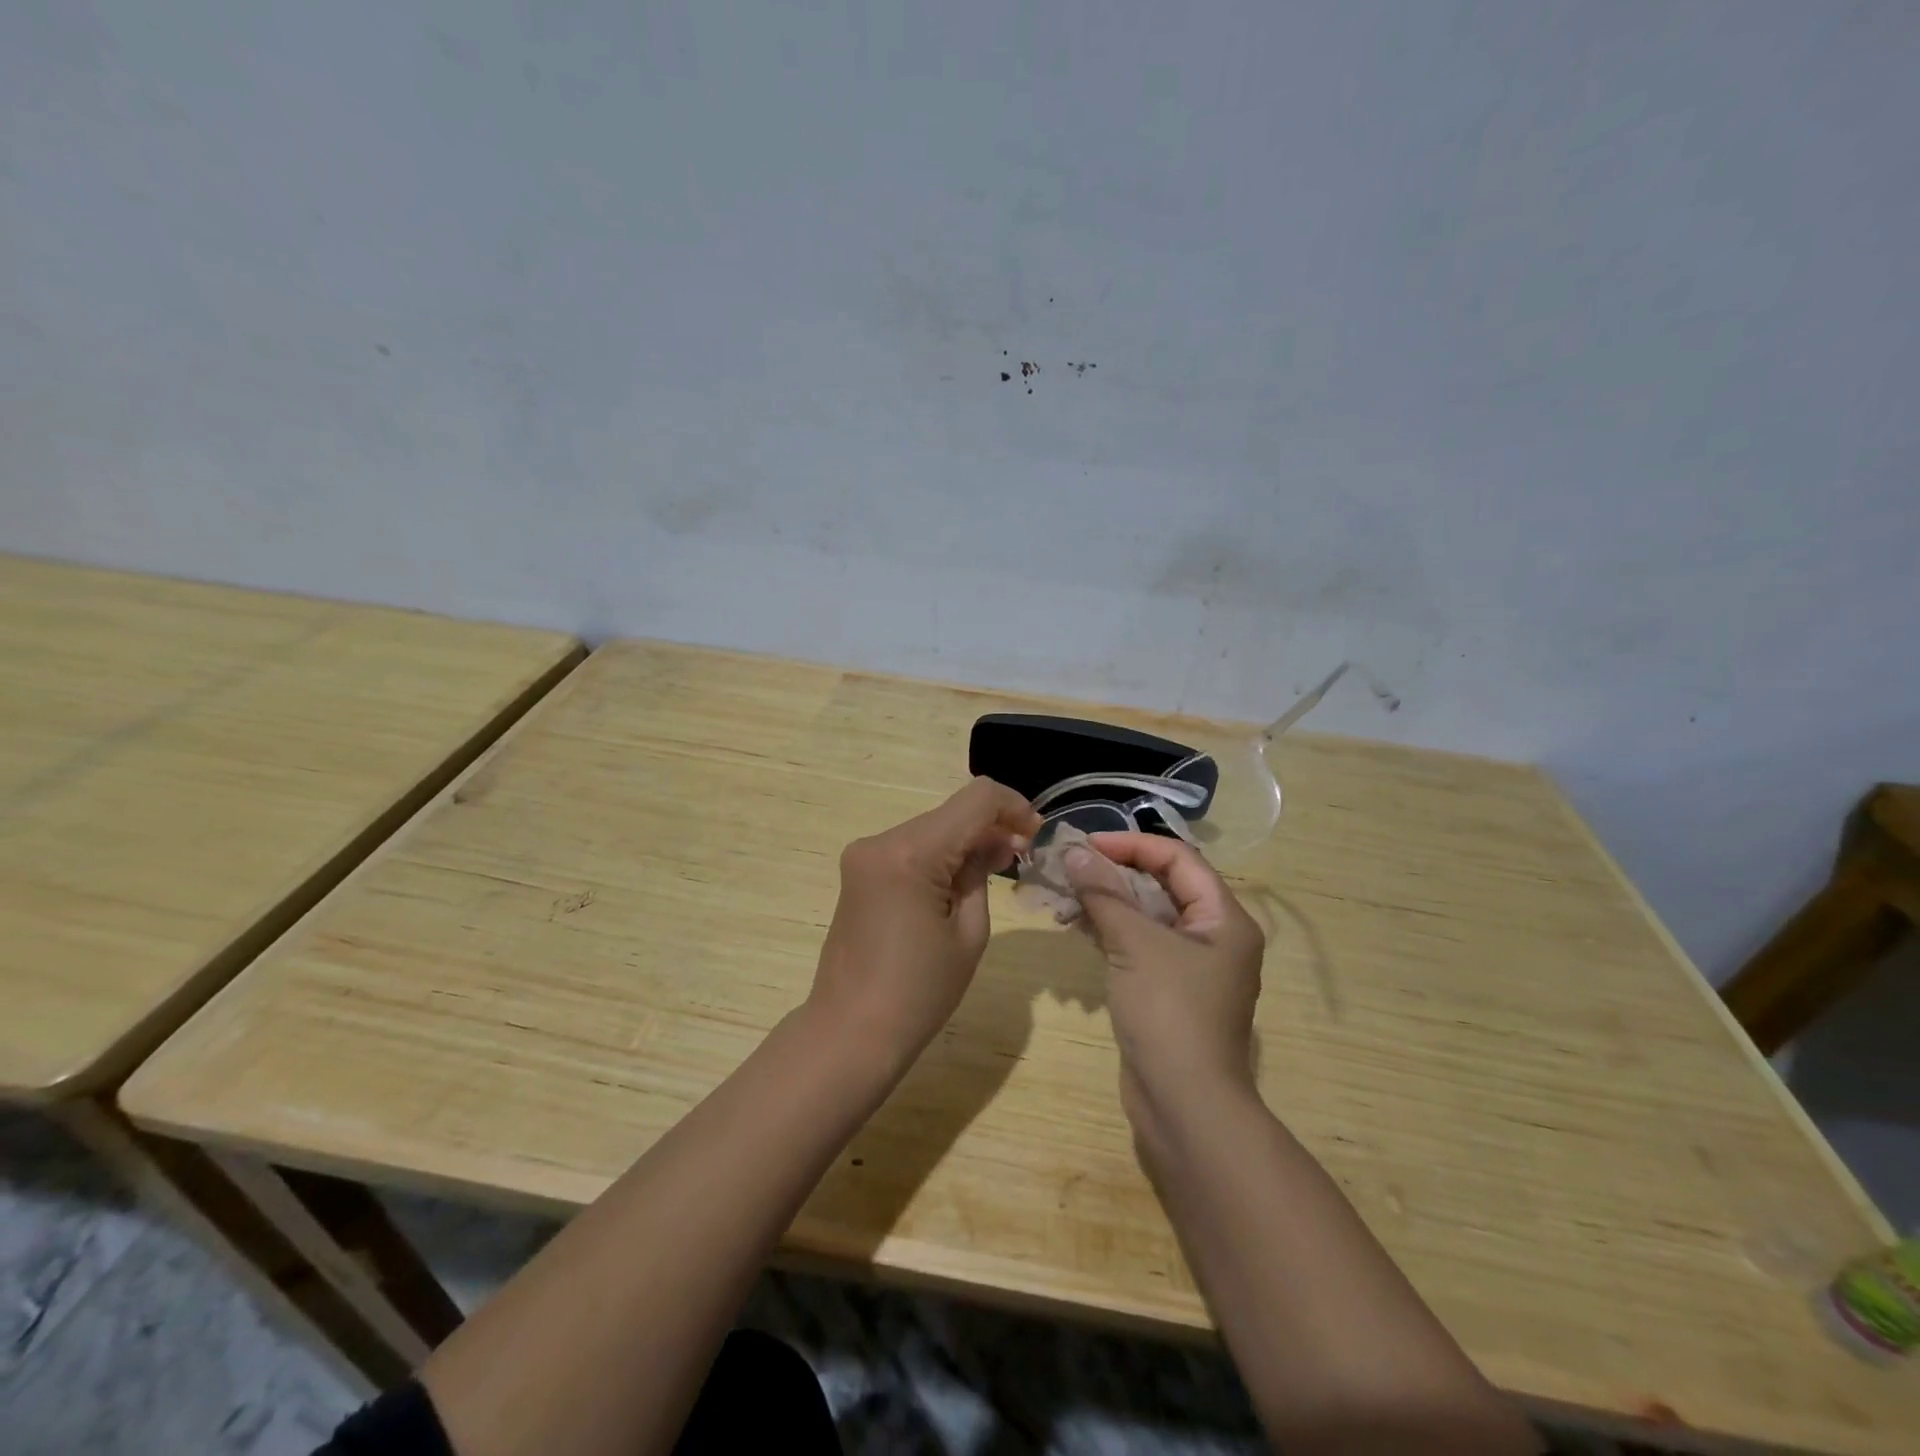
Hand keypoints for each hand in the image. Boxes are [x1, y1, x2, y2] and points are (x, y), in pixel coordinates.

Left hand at [810, 778, 1040, 1071]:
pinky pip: (910, 847)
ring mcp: (864, 855)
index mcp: (911, 853)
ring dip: (965, 841)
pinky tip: (958, 882)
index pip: (976, 799)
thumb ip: (982, 874)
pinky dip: (940, 855)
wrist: (850, 1033)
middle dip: (991, 826)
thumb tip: (997, 841)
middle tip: (1021, 856)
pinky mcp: (859, 871)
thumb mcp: (969, 933)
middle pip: (951, 812)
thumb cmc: (919, 993)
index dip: (1013, 807)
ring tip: (994, 872)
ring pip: (932, 828)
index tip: (1036, 834)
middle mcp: (882, 841)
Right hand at [1063, 832, 1265, 1129]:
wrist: (1185, 1105)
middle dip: (1114, 873)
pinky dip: (1109, 932)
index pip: (1179, 859)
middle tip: (1069, 866)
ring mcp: (1191, 967)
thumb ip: (1105, 894)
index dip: (1132, 845)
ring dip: (1107, 902)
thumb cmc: (1169, 1012)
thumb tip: (1075, 853)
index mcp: (1224, 918)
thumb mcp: (1135, 944)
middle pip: (1162, 885)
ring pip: (1146, 916)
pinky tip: (1075, 926)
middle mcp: (1214, 936)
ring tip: (1063, 896)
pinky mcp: (1168, 991)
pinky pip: (1139, 945)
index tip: (1087, 844)